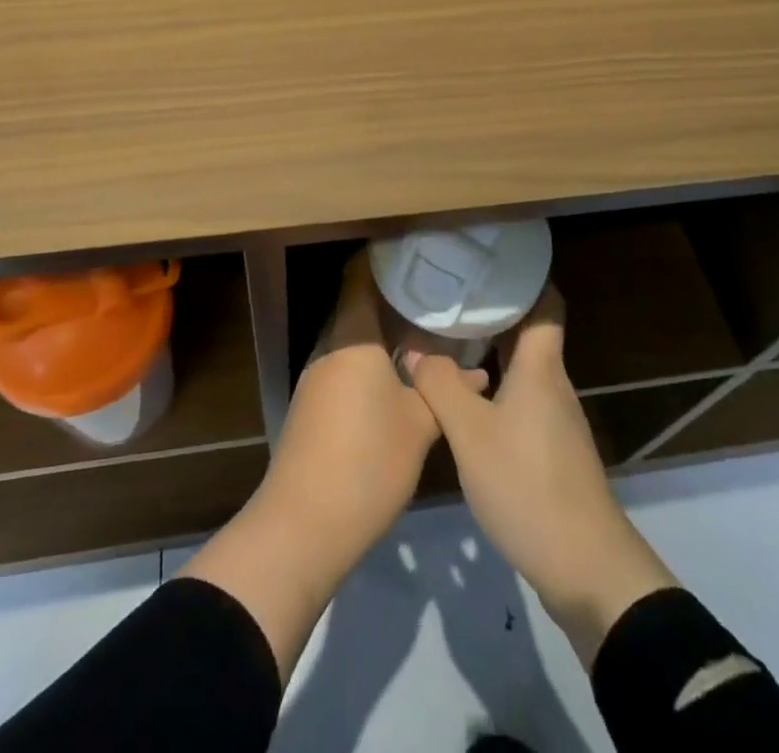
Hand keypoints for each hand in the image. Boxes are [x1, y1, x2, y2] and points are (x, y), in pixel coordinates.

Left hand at [182, 251, 456, 675]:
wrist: (303, 525)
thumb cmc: (367, 461)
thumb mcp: (418, 425)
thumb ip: (444, 390)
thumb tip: (476, 370)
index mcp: (352, 337)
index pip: (360, 277)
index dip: (385, 259)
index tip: (419, 253)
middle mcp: (330, 347)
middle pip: (360, 305)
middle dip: (396, 299)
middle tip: (438, 294)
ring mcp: (318, 376)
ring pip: (355, 338)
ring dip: (387, 334)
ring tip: (430, 331)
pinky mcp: (315, 404)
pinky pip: (347, 364)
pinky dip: (374, 360)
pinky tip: (404, 375)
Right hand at [406, 285, 677, 664]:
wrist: (586, 568)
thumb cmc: (528, 485)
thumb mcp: (470, 434)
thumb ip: (440, 385)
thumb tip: (415, 349)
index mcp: (541, 367)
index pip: (546, 302)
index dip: (524, 277)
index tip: (489, 260)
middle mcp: (553, 383)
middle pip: (529, 331)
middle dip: (495, 309)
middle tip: (451, 293)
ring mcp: (555, 418)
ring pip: (523, 366)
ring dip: (492, 348)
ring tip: (449, 335)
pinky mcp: (552, 448)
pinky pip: (521, 396)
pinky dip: (496, 383)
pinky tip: (466, 394)